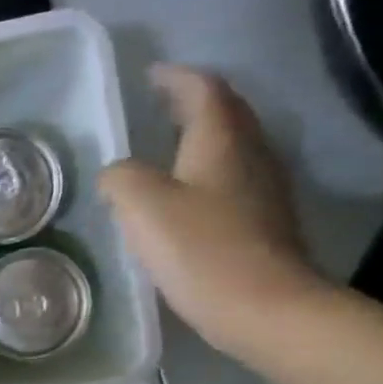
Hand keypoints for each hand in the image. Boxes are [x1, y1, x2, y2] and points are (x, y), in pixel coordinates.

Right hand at [99, 66, 327, 358]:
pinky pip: (233, 179)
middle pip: (227, 114)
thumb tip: (117, 174)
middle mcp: (250, 155)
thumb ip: (120, 178)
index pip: (204, 91)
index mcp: (221, 142)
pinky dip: (207, 171)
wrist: (265, 309)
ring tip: (167, 144)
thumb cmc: (201, 250)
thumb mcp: (142, 207)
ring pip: (233, 146)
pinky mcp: (264, 223)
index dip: (177, 78)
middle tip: (160, 104)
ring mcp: (264, 190)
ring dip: (202, 136)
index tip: (151, 74)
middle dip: (193, 102)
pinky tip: (186, 194)